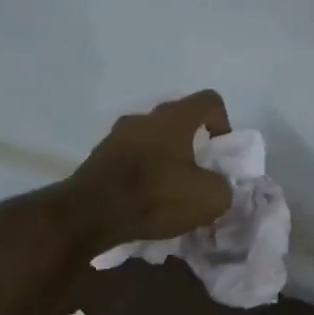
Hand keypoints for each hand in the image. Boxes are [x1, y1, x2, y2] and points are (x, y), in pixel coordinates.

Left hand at [66, 90, 233, 249]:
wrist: (91, 213)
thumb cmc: (156, 197)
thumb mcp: (208, 198)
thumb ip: (222, 187)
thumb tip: (217, 186)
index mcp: (173, 118)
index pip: (208, 101)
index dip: (223, 122)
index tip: (221, 151)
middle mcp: (142, 118)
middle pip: (176, 121)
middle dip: (191, 144)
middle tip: (196, 174)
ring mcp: (115, 137)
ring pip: (149, 141)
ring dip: (163, 160)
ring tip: (168, 191)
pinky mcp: (97, 159)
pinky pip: (128, 160)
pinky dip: (140, 174)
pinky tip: (143, 201)